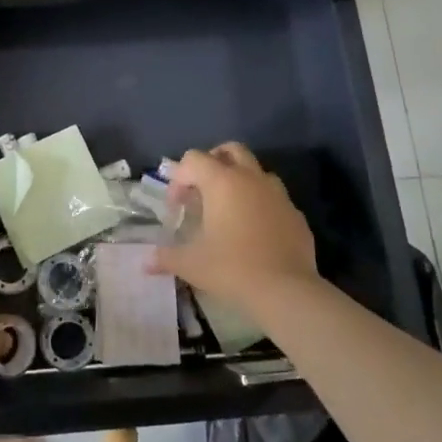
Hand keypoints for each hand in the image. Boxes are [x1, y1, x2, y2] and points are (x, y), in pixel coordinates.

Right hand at [151, 143, 320, 318]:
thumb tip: (146, 262)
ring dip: (239, 181)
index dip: (179, 178)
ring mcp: (278, 195)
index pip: (194, 159)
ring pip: (256, 172)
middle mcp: (251, 178)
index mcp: (222, 181)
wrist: (286, 291)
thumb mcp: (190, 263)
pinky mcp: (295, 214)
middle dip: (212, 162)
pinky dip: (260, 205)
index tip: (176, 206)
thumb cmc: (231, 268)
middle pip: (230, 150)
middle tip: (202, 189)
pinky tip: (253, 231)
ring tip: (228, 209)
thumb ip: (166, 257)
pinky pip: (274, 198)